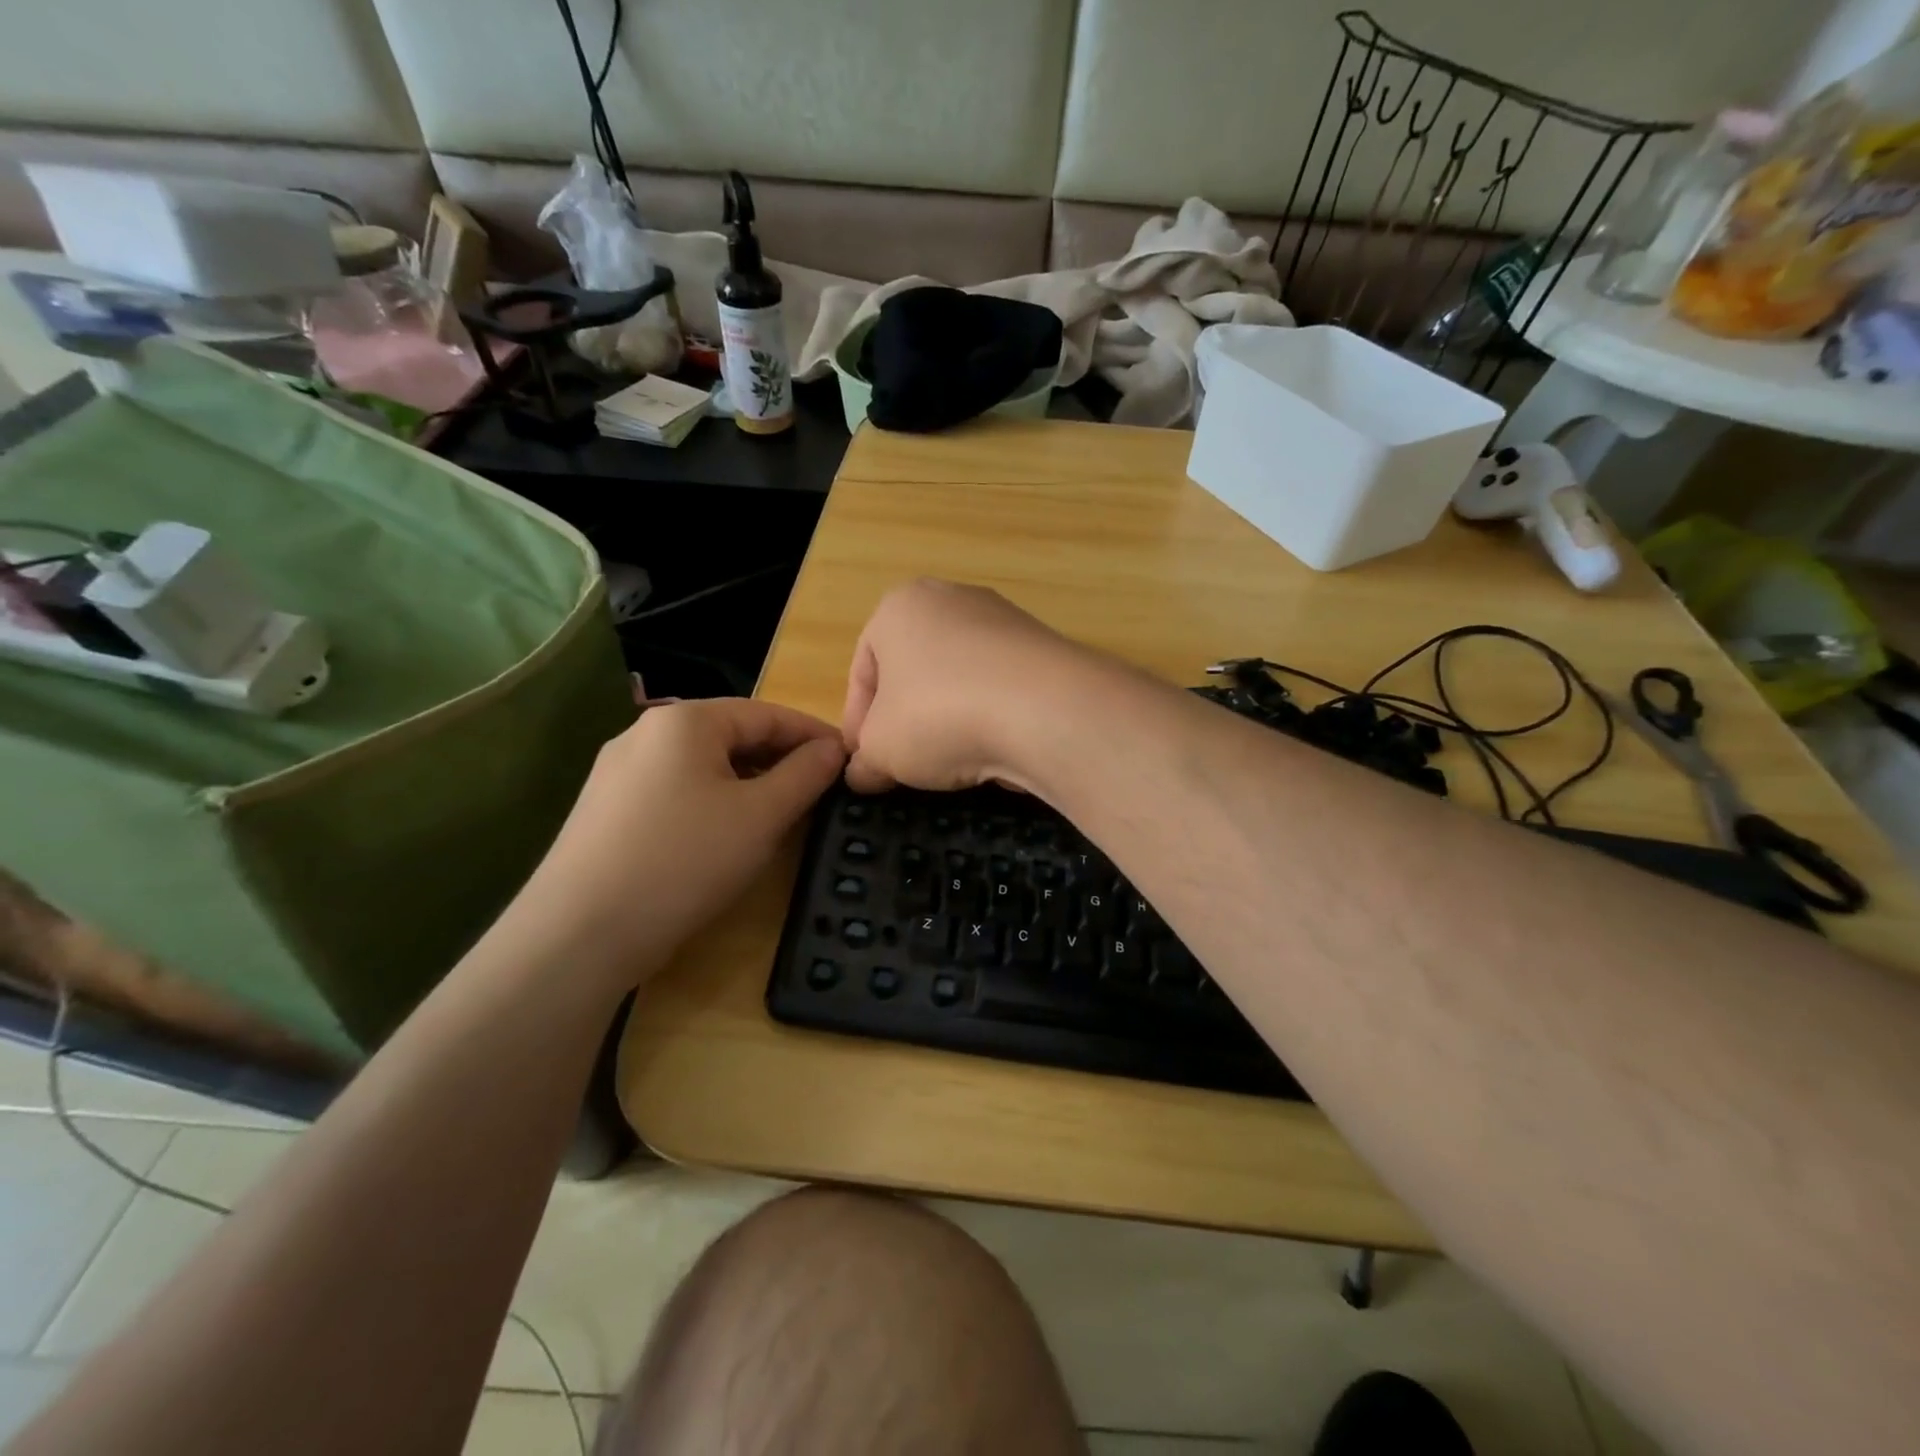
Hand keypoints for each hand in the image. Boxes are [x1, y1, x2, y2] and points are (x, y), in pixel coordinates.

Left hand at [504, 698, 844, 988]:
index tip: (849, 759)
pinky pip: (676, 790)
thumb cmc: (685, 860)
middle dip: (780, 759)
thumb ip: (806, 774)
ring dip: (749, 782)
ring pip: (703, 765)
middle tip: (820, 789)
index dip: (814, 735)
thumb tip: (834, 748)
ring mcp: (619, 771)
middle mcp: (647, 733)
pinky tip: (726, 834)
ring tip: (780, 813)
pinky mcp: (606, 810)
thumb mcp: (762, 816)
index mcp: (685, 721)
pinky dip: (713, 801)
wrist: (578, 933)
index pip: (767, 713)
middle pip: (732, 735)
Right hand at [842, 579, 1093, 793]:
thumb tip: (863, 775)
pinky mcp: (1043, 650)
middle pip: (913, 672)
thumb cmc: (938, 714)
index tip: (863, 762)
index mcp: (900, 607)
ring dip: (947, 721)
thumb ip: (865, 761)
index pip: (863, 669)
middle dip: (904, 720)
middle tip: (900, 765)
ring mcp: (1004, 621)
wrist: (1045, 710)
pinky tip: (989, 753)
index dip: (857, 723)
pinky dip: (988, 719)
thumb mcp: (881, 749)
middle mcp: (952, 600)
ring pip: (958, 681)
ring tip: (947, 765)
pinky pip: (999, 690)